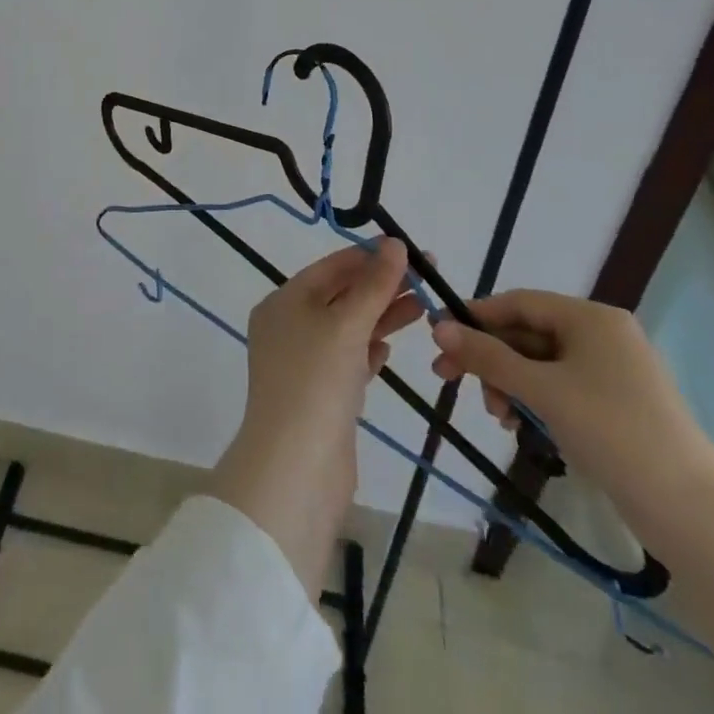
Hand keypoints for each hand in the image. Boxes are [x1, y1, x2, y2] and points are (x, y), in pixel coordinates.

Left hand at [209, 239, 422, 598]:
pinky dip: (369, 350)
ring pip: (348, 329)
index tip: (409, 249)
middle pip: (341, 296)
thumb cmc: (316, 382)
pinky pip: (348, 361)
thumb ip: (374, 284)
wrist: (297, 469)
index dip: (369, 256)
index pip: (331, 267)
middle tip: (429, 277)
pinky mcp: (321, 396)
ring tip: (424, 306)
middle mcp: (288, 327)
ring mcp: (303, 364)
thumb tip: (395, 243)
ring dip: (383, 315)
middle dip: (382, 285)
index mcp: (283, 302)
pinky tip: (390, 346)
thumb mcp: (346, 324)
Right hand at [429, 290, 713, 515]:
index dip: (476, 317)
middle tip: (451, 382)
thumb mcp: (542, 390)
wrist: (692, 512)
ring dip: (511, 383)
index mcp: (591, 317)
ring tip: (497, 415)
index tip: (439, 337)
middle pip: (529, 333)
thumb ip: (488, 357)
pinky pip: (562, 388)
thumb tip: (437, 327)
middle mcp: (603, 334)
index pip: (519, 302)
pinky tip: (521, 426)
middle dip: (491, 359)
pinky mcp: (619, 405)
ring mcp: (614, 371)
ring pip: (542, 364)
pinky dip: (537, 400)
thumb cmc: (611, 431)